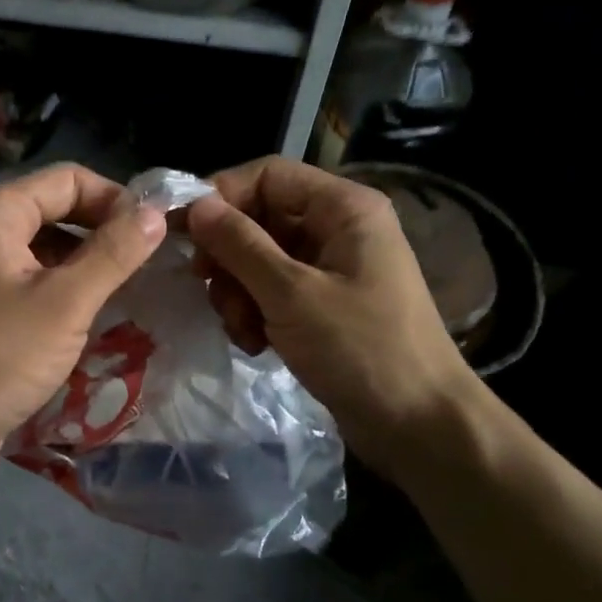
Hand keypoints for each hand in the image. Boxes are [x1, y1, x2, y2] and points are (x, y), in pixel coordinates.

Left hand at [0, 163, 166, 475]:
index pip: (68, 179)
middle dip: (103, 232)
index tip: (156, 233)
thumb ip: (114, 253)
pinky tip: (95, 315)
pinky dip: (66, 289)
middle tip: (149, 262)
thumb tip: (156, 213)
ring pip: (47, 248)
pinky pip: (34, 280)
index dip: (115, 199)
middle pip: (56, 209)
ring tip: (130, 289)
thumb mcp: (65, 303)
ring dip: (88, 263)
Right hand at [186, 156, 483, 477]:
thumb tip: (196, 205)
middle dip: (230, 258)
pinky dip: (257, 313)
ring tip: (243, 330)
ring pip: (260, 260)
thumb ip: (240, 245)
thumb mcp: (291, 293)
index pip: (267, 175)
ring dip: (239, 293)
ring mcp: (331, 268)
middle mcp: (337, 228)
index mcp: (343, 208)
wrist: (418, 425)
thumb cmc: (360, 349)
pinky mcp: (323, 305)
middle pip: (260, 219)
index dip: (221, 196)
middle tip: (210, 290)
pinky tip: (256, 345)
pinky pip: (273, 292)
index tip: (182, 231)